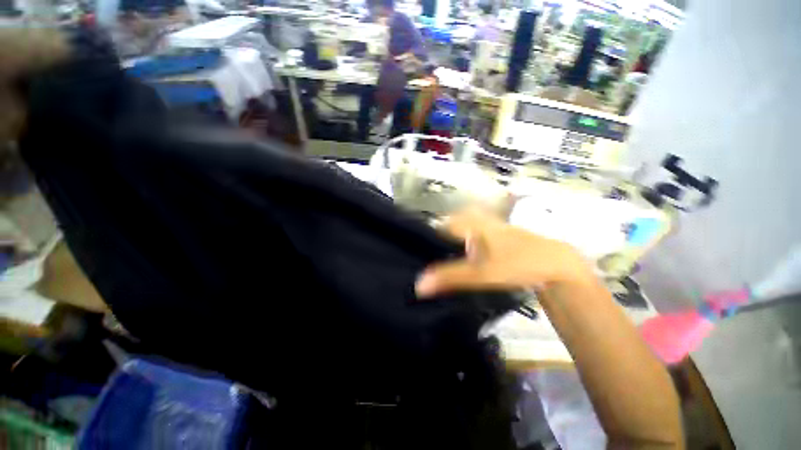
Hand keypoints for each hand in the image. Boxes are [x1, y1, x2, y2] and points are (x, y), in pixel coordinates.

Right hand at [415, 209, 591, 297]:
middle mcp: (475, 220)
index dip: (425, 241)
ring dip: (447, 247)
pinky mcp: (492, 236)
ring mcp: (485, 226)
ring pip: (458, 233)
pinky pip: (469, 238)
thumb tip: (419, 285)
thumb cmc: (517, 263)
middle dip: (435, 244)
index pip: (438, 226)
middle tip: (425, 261)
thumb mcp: (481, 272)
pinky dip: (460, 248)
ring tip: (437, 263)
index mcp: (470, 222)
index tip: (416, 256)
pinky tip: (458, 262)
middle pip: (447, 229)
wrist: (555, 265)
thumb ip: (450, 277)